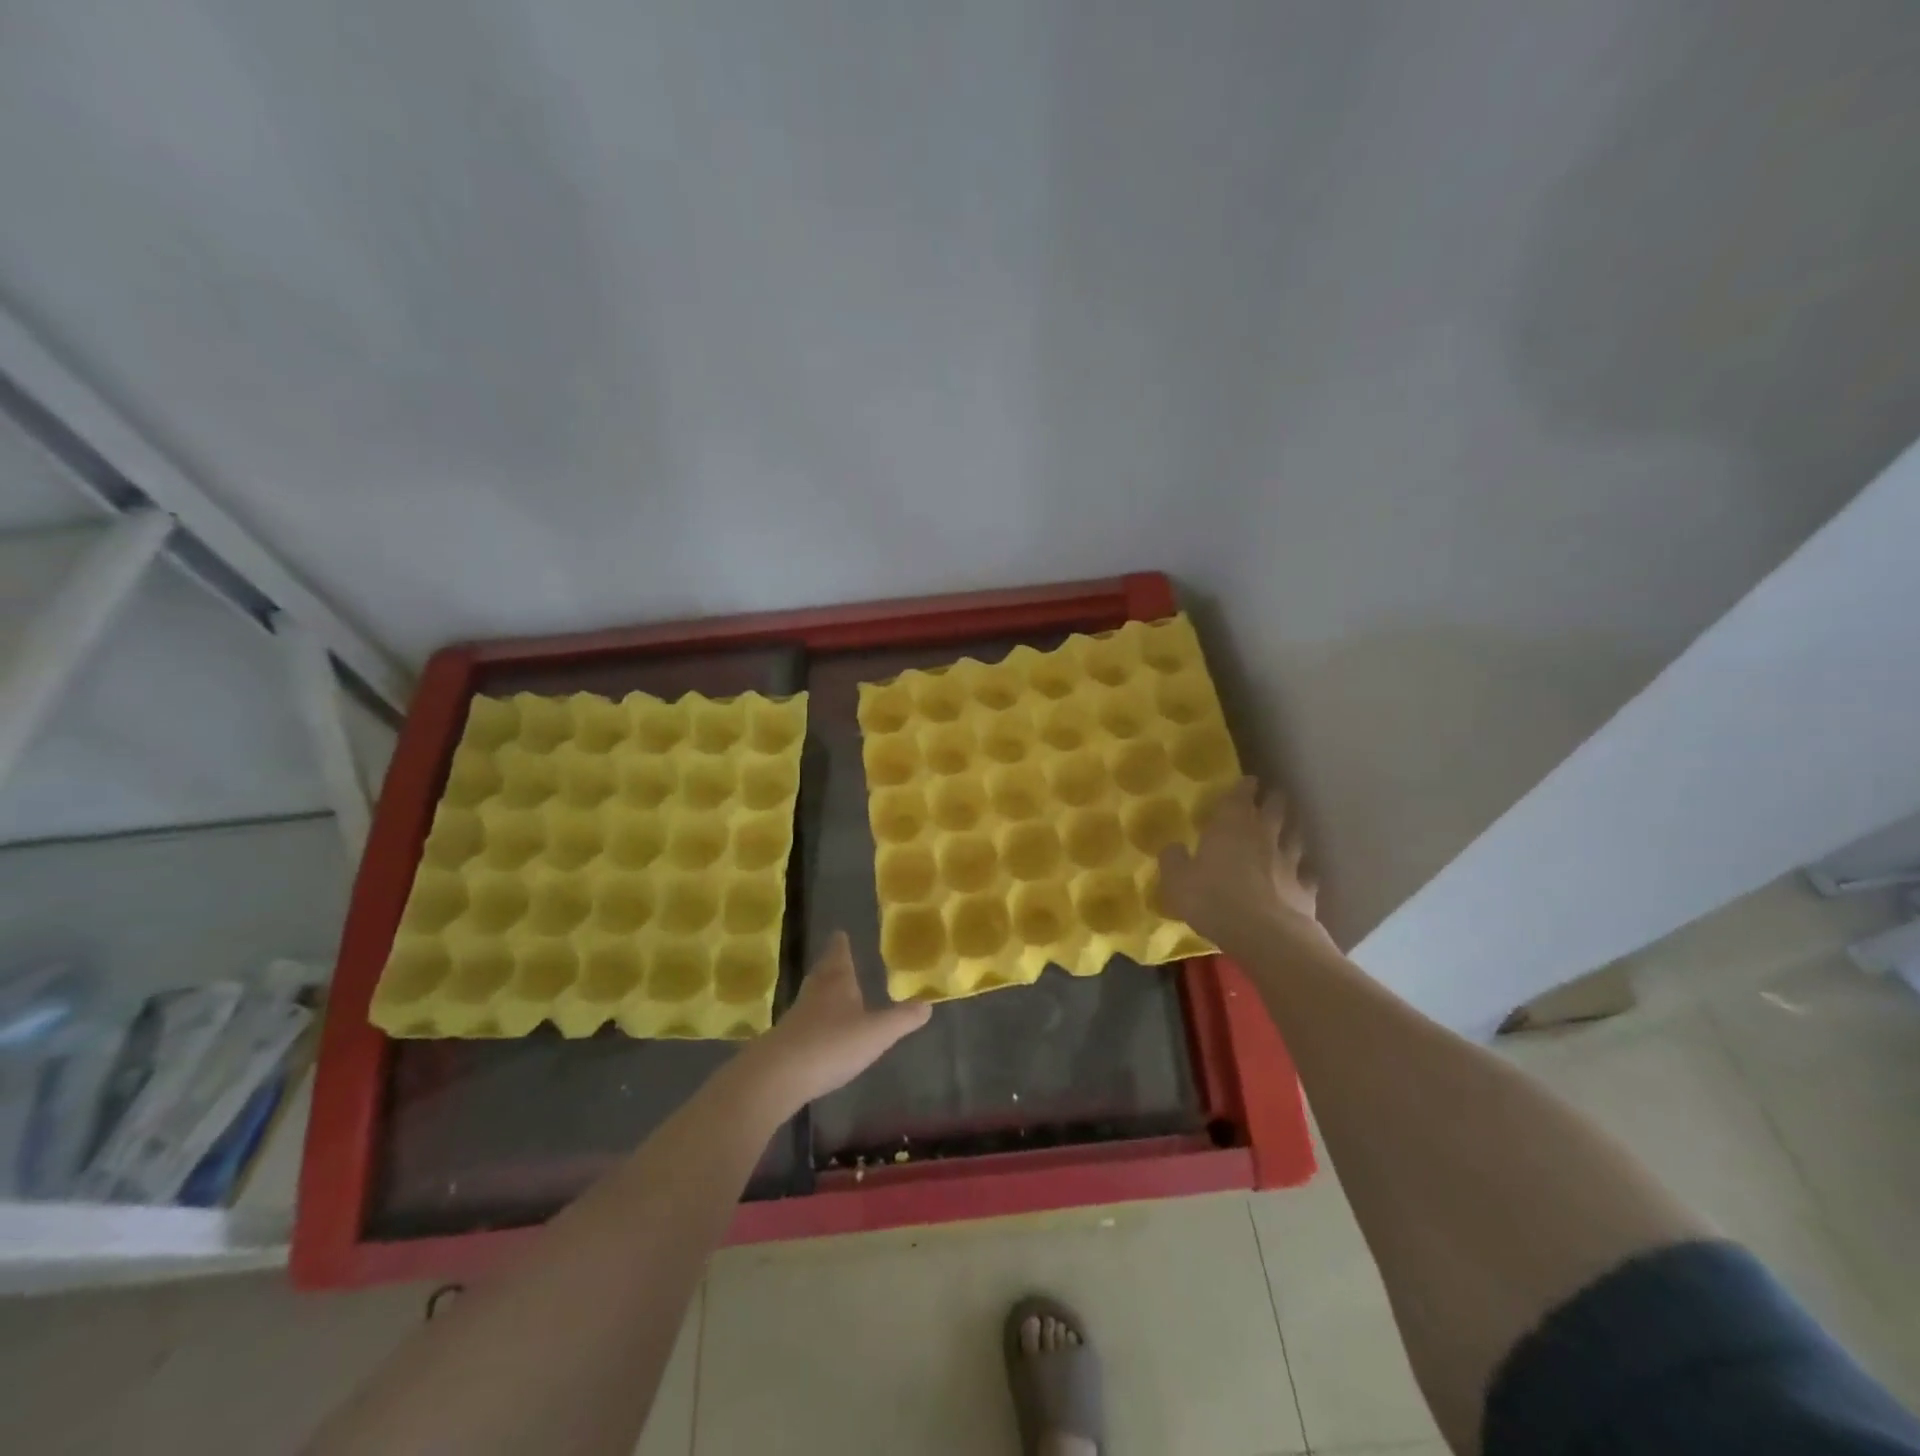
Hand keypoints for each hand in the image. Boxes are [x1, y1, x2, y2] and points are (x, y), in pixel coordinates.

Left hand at [743, 931, 930, 1109]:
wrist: (778, 1075)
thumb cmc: (832, 1044)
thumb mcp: (876, 1033)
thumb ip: (902, 1019)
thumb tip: (929, 1004)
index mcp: (837, 983)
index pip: (839, 955)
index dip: (841, 945)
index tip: (840, 933)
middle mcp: (815, 993)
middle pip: (823, 972)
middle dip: (832, 964)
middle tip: (836, 956)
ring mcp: (797, 1017)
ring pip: (812, 995)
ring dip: (822, 991)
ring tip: (832, 990)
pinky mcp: (786, 1041)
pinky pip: (804, 1021)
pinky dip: (815, 1019)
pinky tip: (821, 1029)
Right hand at [1157, 777, 1330, 949]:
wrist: (1264, 934)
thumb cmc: (1213, 899)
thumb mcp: (1177, 881)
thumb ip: (1173, 860)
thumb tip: (1172, 847)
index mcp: (1231, 826)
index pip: (1240, 795)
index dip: (1245, 786)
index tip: (1249, 780)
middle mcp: (1264, 836)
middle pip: (1275, 809)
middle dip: (1274, 800)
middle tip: (1273, 797)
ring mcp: (1289, 862)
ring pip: (1295, 838)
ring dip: (1291, 832)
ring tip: (1289, 831)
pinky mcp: (1305, 889)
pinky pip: (1307, 875)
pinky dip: (1304, 873)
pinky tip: (1302, 876)